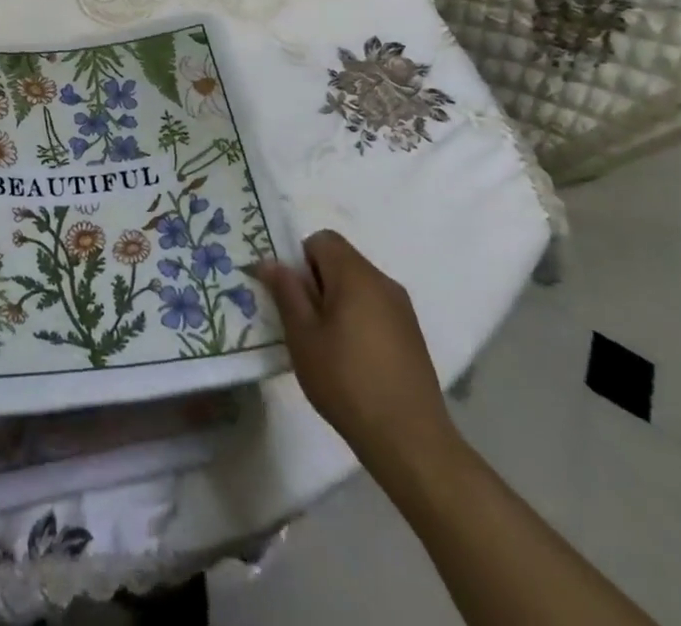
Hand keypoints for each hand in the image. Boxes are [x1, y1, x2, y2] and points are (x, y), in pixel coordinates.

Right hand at [255, 231, 465, 492]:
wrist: (410, 440)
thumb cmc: (347, 382)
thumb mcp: (303, 336)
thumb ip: (286, 292)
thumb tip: (268, 261)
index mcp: (355, 274)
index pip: (322, 239)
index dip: (300, 259)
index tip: (292, 295)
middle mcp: (382, 281)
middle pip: (341, 260)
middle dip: (317, 282)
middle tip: (303, 322)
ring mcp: (402, 308)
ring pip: (358, 285)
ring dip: (337, 301)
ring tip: (326, 344)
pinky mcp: (412, 334)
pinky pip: (375, 307)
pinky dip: (358, 319)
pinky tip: (353, 360)